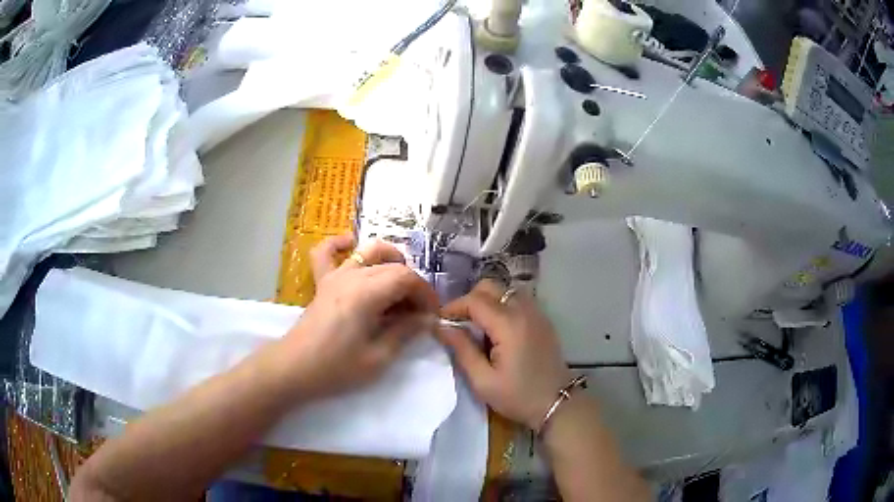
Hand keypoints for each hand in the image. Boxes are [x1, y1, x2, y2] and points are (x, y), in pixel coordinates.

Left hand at [280, 234, 438, 398]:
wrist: (294, 369)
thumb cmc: (336, 368)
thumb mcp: (378, 358)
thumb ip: (405, 333)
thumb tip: (427, 319)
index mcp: (366, 293)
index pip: (407, 278)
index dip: (425, 294)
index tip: (432, 315)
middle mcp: (352, 276)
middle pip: (393, 266)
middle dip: (413, 285)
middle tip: (418, 312)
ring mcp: (334, 276)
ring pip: (368, 252)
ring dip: (390, 260)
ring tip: (399, 284)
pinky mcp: (322, 282)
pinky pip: (326, 253)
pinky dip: (339, 244)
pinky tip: (350, 245)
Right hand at [438, 280, 571, 429]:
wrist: (556, 403)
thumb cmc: (518, 396)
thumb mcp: (483, 380)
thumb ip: (461, 349)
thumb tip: (441, 327)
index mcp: (508, 325)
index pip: (474, 300)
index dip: (453, 307)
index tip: (440, 322)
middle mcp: (524, 311)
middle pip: (490, 286)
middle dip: (469, 300)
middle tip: (459, 323)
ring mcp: (536, 313)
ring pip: (504, 290)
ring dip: (486, 301)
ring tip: (477, 327)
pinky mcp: (542, 319)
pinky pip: (517, 300)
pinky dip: (502, 305)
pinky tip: (497, 330)